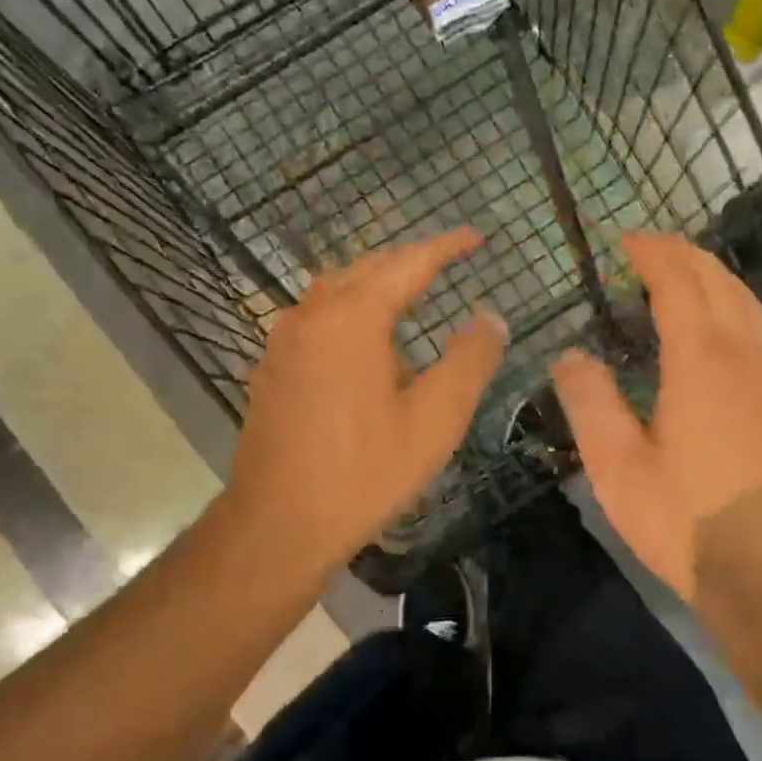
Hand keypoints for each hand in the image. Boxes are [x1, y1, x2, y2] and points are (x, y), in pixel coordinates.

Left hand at [222, 228, 507, 580]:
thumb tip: (490, 317)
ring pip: (335, 289)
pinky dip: (349, 309)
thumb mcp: (435, 419)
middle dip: (410, 261)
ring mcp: (283, 340)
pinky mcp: (271, 367)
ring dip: (376, 283)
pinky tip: (363, 342)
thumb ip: (470, 360)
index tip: (477, 237)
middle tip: (448, 263)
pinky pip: (316, 317)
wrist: (277, 524)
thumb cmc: (364, 472)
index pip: (410, 263)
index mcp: (353, 316)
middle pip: (367, 268)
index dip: (447, 246)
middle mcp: (312, 313)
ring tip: (410, 294)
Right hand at [552, 231, 761, 600]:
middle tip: (645, 248)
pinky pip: (760, 327)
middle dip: (683, 255)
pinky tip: (719, 323)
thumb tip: (570, 355)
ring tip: (681, 272)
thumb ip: (590, 402)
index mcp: (702, 361)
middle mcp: (744, 355)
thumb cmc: (685, 520)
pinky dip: (734, 303)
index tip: (623, 240)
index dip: (652, 254)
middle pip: (719, 282)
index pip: (680, 284)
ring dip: (714, 275)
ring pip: (747, 301)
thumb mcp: (616, 466)